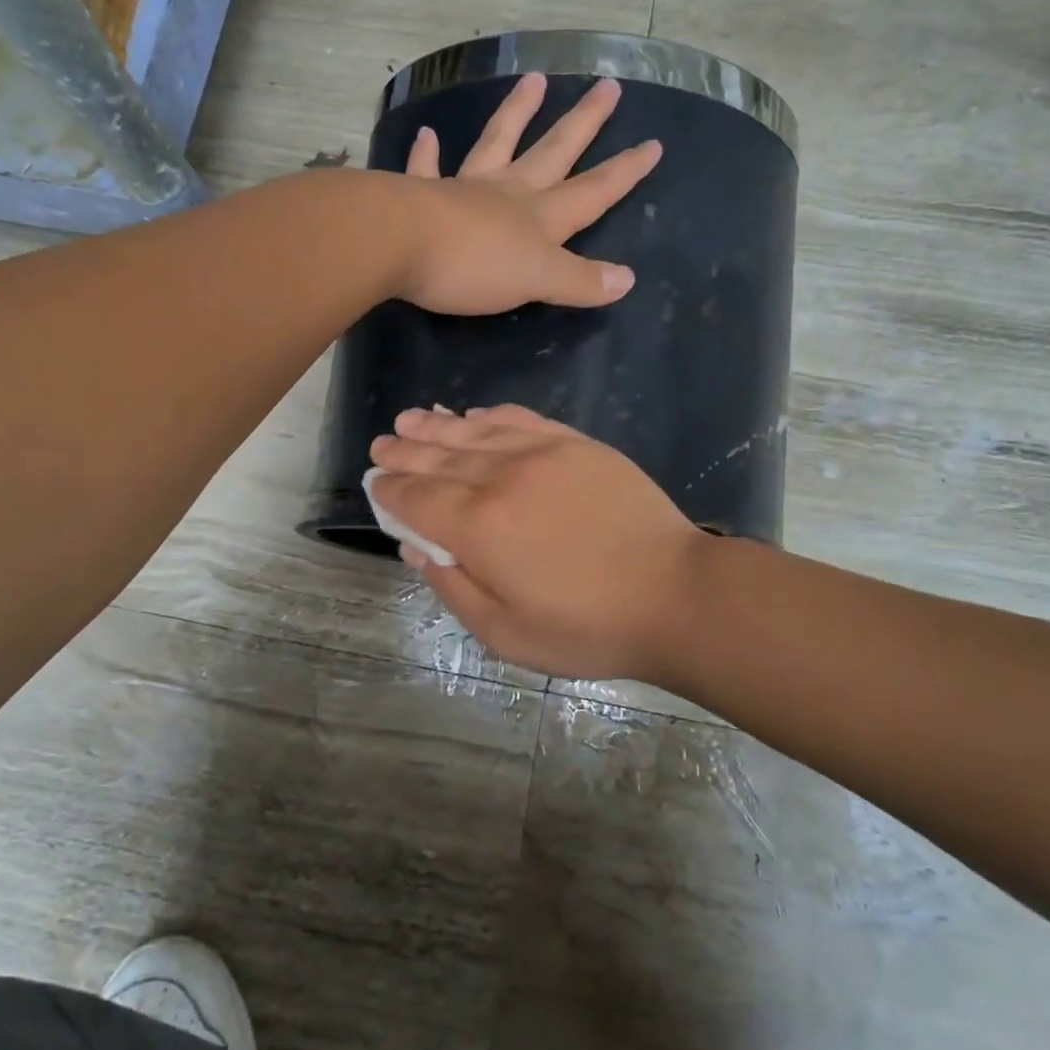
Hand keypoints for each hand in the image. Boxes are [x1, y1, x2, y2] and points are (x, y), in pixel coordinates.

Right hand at [368, 404, 706, 681]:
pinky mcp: (576, 445)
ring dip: (436, 426)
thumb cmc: (588, 627)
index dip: (390, 491)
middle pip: (438, 458)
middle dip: (404, 452)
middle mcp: (501, 478)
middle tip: (381, 446)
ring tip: (410, 420)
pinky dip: (489, 416)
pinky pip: (520, 420)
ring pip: (474, 432)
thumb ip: (454, 589)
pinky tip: (473, 416)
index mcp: (479, 527)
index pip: (417, 498)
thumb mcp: (507, 634)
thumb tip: (416, 550)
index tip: (375, 485)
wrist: (674, 594)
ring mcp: (542, 454)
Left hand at [396, 74, 660, 315]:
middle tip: (606, 86)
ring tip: (534, 80)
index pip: (593, 191)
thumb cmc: (472, 266)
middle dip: (583, 123)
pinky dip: (427, 153)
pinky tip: (426, 134)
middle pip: (553, 152)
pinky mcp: (421, 195)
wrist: (398, 245)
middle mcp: (508, 193)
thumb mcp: (536, 281)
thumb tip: (627, 279)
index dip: (624, 172)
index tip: (653, 144)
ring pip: (497, 143)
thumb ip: (579, 280)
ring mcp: (464, 189)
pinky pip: (427, 169)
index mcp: (540, 217)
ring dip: (516, 112)